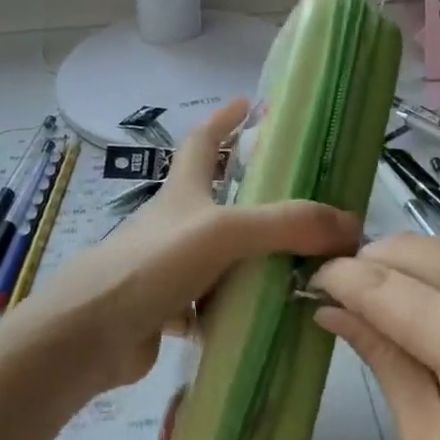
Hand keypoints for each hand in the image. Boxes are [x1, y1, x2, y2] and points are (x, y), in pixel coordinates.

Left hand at [16, 100, 360, 392]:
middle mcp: (175, 224)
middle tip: (302, 201)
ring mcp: (168, 267)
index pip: (202, 141)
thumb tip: (350, 225)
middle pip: (215, 198)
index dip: (224, 119)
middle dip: (253, 194)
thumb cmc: (151, 265)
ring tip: (301, 264)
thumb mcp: (223, 232)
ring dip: (252, 257)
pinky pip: (212, 303)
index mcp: (183, 192)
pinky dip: (237, 306)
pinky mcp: (166, 309)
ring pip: (219, 255)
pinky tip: (267, 316)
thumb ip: (286, 225)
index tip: (250, 104)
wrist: (89, 335)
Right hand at [311, 236, 439, 439]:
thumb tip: (329, 308)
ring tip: (379, 299)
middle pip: (412, 249)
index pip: (384, 286)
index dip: (339, 278)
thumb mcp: (429, 435)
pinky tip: (426, 299)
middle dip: (367, 263)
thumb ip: (381, 357)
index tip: (308, 282)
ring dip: (402, 262)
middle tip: (340, 295)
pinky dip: (439, 267)